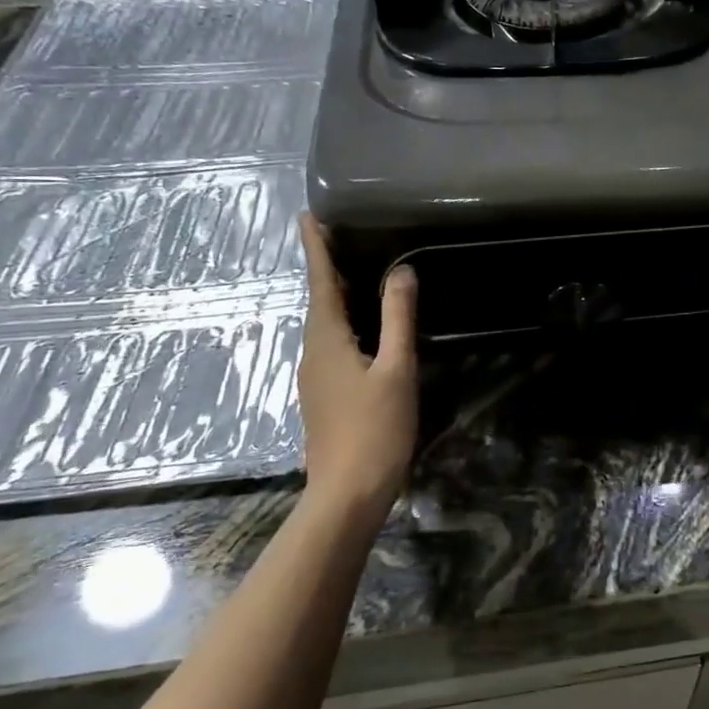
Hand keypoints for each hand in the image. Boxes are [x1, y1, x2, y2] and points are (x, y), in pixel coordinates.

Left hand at [296, 213, 418, 506]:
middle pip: (319, 300)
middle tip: (340, 233)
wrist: (348, 493)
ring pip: (325, 323)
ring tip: (355, 269)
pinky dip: (344, 321)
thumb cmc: (375, 429)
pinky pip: (332, 343)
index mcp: (327, 339)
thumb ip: (398, 318)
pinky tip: (364, 325)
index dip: (316, 247)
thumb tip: (401, 271)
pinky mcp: (324, 394)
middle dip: (327, 266)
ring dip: (336, 294)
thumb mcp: (396, 369)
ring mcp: (316, 376)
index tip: (307, 214)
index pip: (320, 281)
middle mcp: (313, 352)